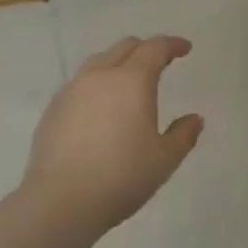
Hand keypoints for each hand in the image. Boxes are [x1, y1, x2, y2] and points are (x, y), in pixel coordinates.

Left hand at [23, 35, 202, 233]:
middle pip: (125, 48)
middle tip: (161, 64)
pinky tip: (101, 108)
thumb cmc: (122, 177)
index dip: (172, 44)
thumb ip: (183, 135)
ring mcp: (72, 90)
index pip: (154, 48)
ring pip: (99, 62)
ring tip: (129, 83)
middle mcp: (100, 76)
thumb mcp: (164, 159)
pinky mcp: (53, 109)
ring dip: (119, 63)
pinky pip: (80, 83)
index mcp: (132, 81)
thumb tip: (195, 119)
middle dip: (146, 49)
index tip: (184, 49)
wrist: (61, 202)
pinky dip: (97, 84)